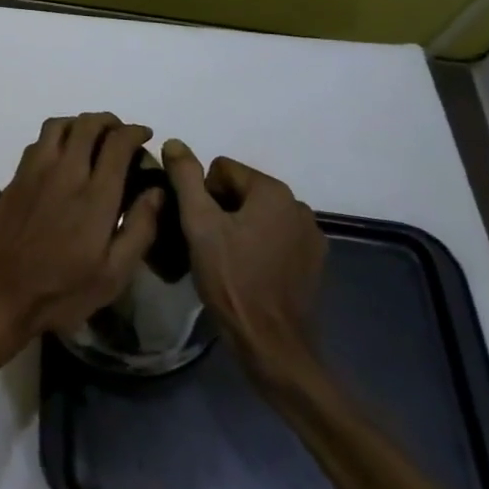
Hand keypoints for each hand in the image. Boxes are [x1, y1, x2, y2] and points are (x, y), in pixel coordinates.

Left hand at [0, 113, 161, 361]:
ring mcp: (35, 171)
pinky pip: (39, 141)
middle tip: (121, 133)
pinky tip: (62, 154)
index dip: (134, 132)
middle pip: (87, 125)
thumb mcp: (113, 274)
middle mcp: (65, 172)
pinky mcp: (16, 177)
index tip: (145, 135)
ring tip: (92, 137)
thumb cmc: (62, 290)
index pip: (117, 144)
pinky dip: (57, 135)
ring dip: (80, 123)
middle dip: (109, 121)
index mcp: (95, 196)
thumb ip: (139, 228)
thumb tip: (157, 190)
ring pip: (58, 125)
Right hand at [161, 140, 325, 389]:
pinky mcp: (314, 262)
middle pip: (241, 190)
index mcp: (273, 191)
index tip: (200, 227)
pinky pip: (275, 236)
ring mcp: (310, 236)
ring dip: (240, 227)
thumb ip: (186, 177)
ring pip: (258, 214)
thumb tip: (174, 143)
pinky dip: (259, 245)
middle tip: (208, 244)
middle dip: (221, 210)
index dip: (202, 194)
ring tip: (227, 259)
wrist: (272, 346)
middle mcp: (298, 205)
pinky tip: (249, 271)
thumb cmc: (232, 279)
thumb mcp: (199, 224)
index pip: (221, 169)